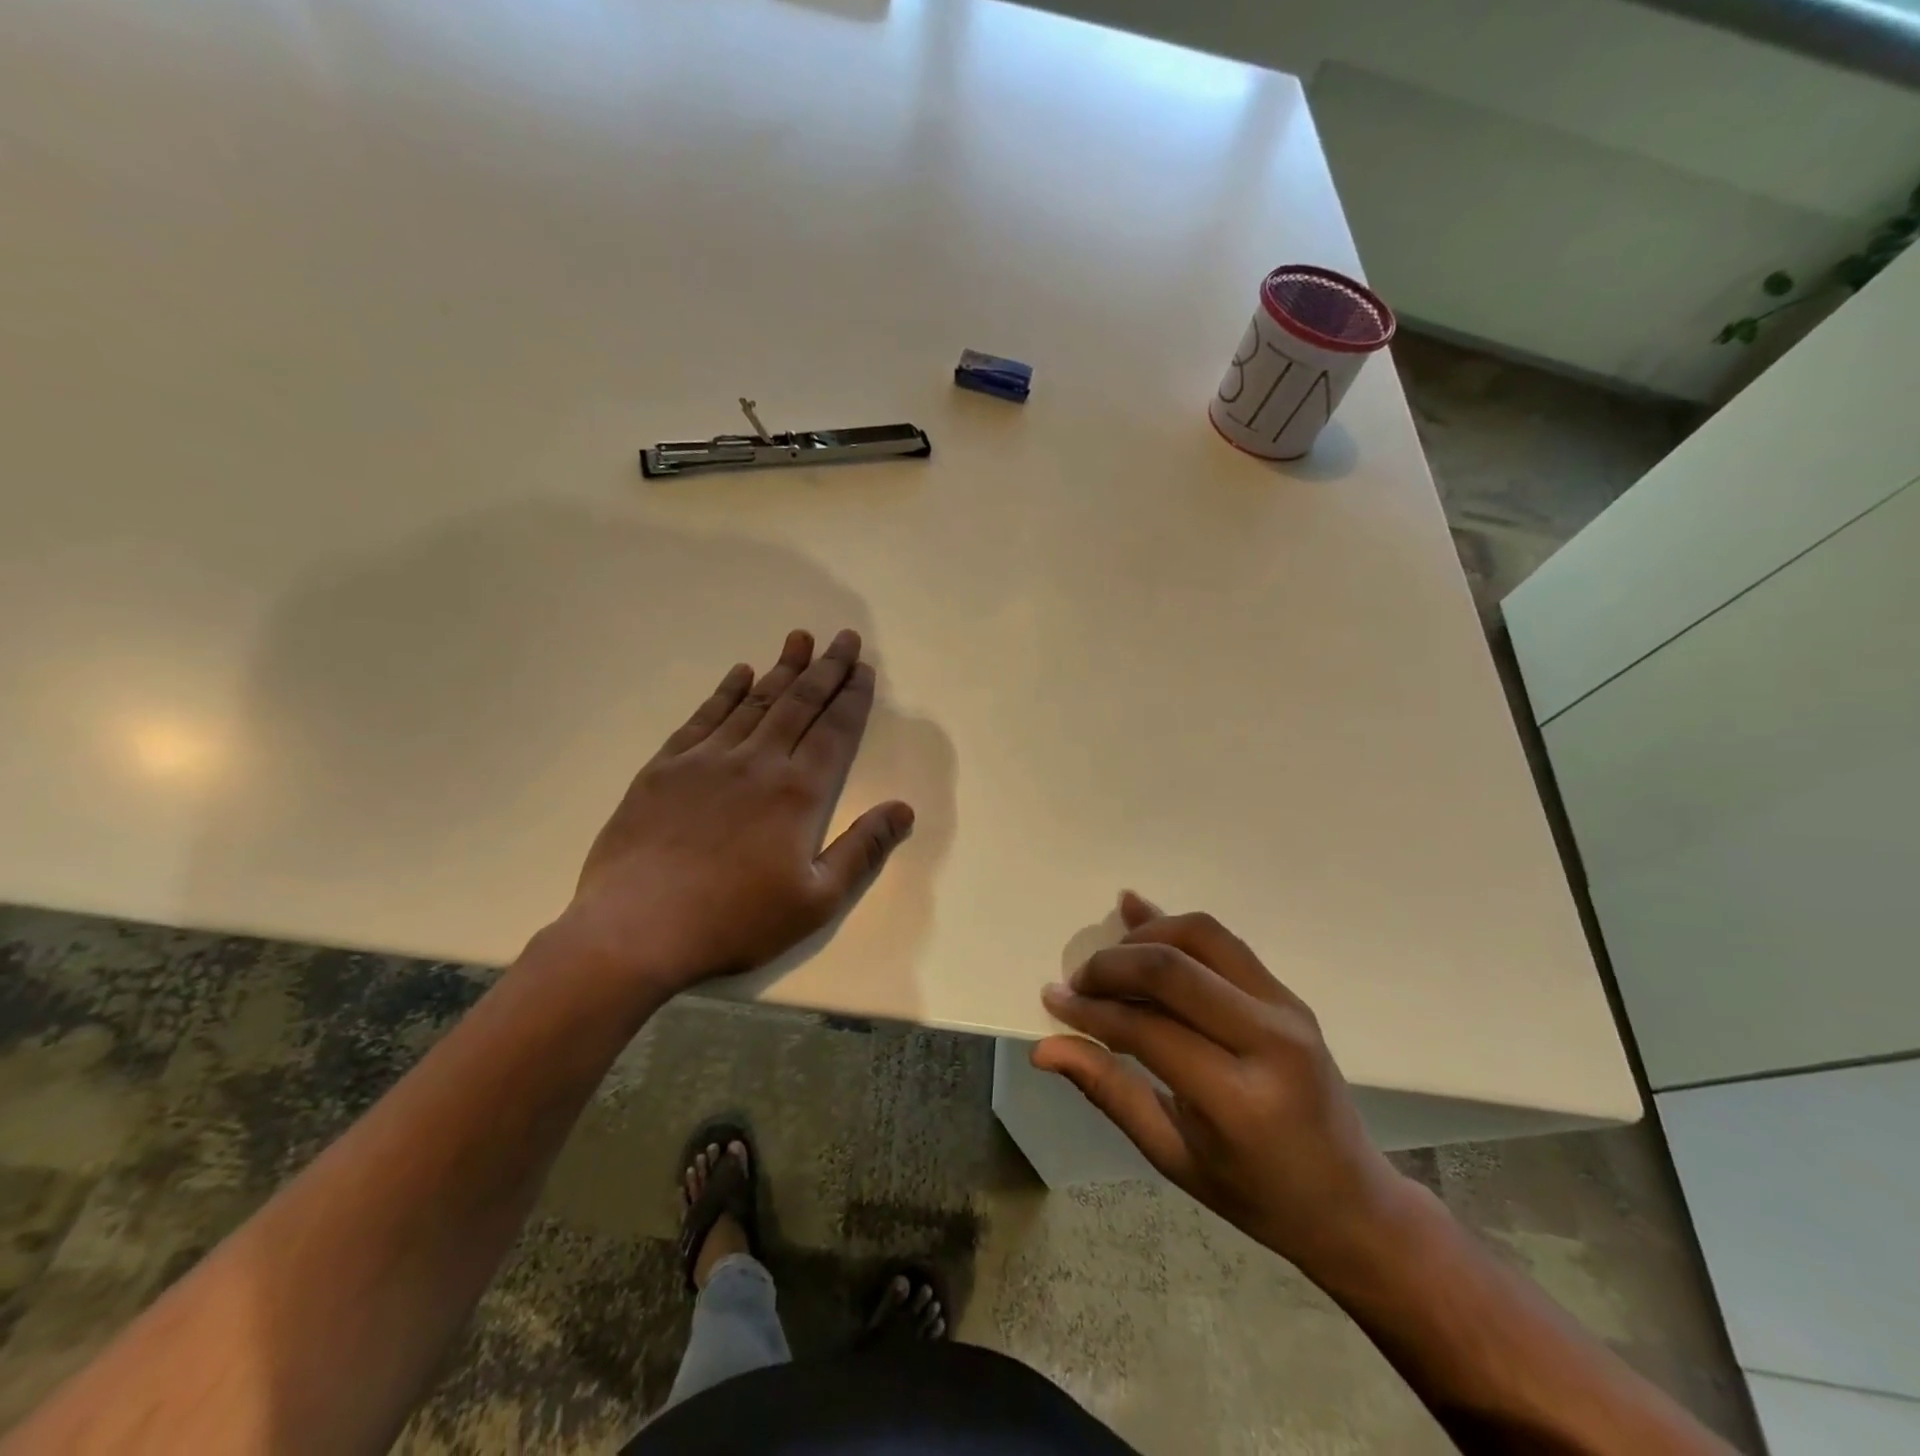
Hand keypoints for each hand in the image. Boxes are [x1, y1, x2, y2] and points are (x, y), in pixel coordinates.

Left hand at [554, 628, 913, 993]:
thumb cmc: (735, 921)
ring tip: (799, 639)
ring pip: (754, 702)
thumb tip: (903, 810)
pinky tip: (738, 673)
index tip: (864, 668)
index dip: (852, 697)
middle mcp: (757, 763)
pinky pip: (703, 718)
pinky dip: (725, 692)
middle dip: (825, 669)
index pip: (835, 731)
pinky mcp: (665, 768)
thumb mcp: (816, 901)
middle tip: (843, 637)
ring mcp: (707, 760)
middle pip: (799, 704)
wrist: (636, 929)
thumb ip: (862, 851)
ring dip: (781, 669)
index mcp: (798, 793)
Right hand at [1034, 894, 1414, 1278]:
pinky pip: (1223, 942)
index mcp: (1239, 1101)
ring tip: (1112, 961)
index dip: (1092, 1010)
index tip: (1054, 1000)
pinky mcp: (1289, 993)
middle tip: (1078, 981)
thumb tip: (1045, 1049)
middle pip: (1173, 969)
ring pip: (1201, 936)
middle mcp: (1269, 1041)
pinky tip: (1140, 923)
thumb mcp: (1173, 1155)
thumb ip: (1108, 1091)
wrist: (1352, 1201)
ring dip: (1145, 936)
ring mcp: (1286, 1009)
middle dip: (1112, 964)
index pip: (1147, 1030)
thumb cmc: (1256, 1195)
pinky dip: (1176, 929)